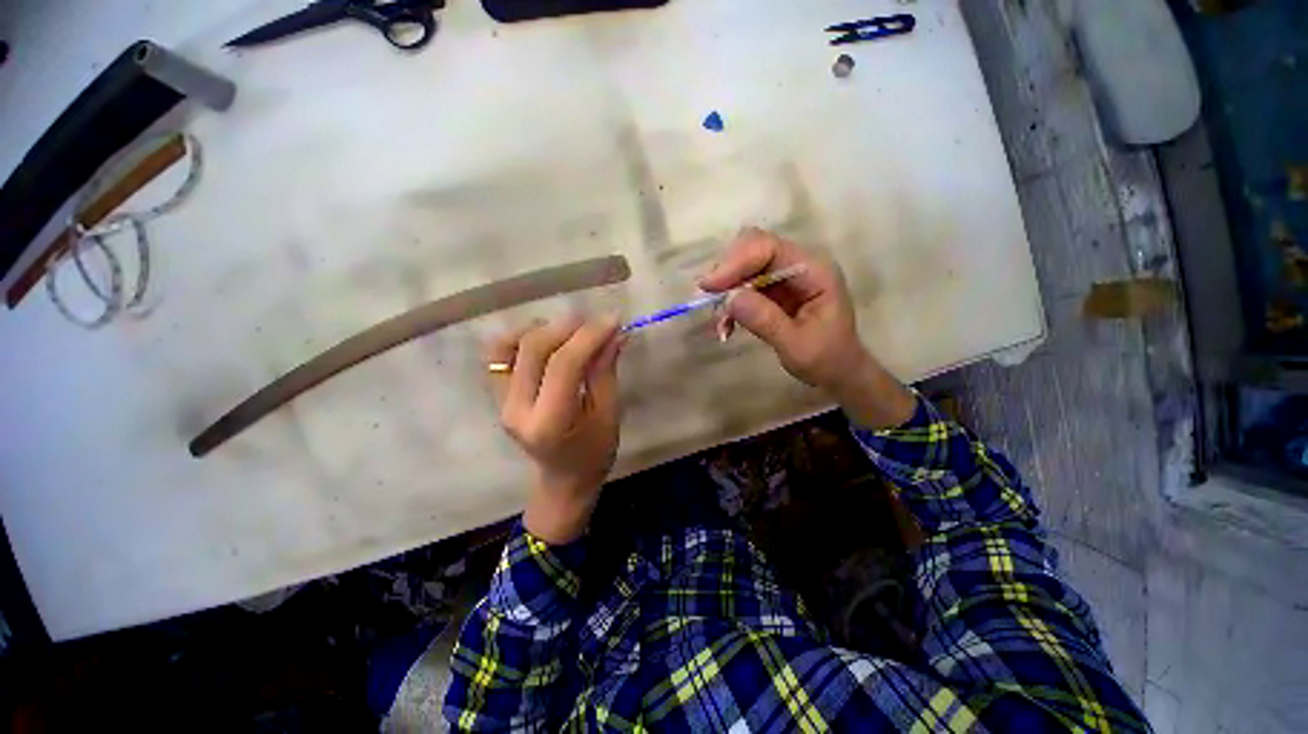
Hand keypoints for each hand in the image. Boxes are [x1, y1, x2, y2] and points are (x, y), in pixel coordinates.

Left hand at [487, 316, 623, 543]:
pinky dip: (521, 337)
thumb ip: (605, 371)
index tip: (613, 320)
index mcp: (548, 423)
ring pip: (509, 345)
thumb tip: (614, 333)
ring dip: (542, 328)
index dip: (589, 336)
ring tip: (572, 330)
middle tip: (596, 322)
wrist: (564, 479)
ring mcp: (501, 401)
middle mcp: (516, 409)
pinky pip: (500, 354)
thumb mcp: (608, 413)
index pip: (564, 365)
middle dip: (568, 327)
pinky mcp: (498, 394)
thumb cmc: (594, 453)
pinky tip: (547, 338)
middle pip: (534, 348)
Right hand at [700, 227, 914, 428]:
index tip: (709, 287)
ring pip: (744, 266)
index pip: (769, 248)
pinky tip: (726, 327)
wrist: (838, 372)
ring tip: (721, 323)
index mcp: (813, 271)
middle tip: (708, 299)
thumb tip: (730, 297)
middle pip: (753, 248)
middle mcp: (798, 265)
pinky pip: (743, 286)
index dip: (736, 262)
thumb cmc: (826, 359)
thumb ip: (765, 320)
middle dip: (727, 272)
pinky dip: (729, 304)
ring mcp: (784, 276)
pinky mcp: (773, 290)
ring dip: (725, 291)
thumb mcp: (796, 346)